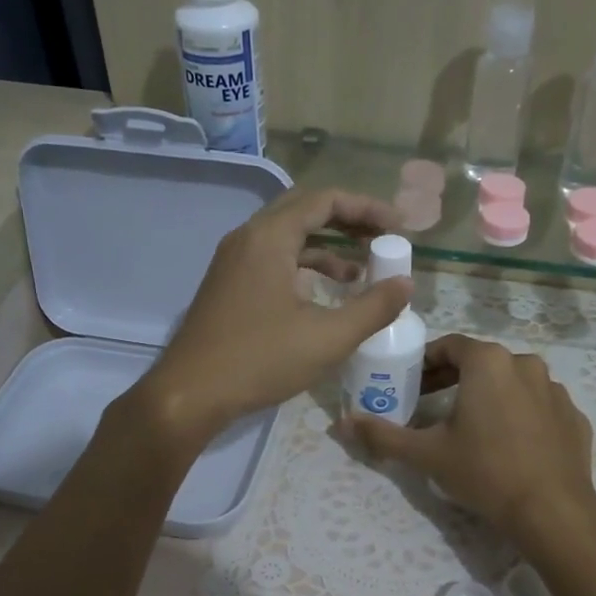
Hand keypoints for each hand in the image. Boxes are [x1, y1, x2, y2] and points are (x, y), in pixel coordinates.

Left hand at [134, 186, 410, 444]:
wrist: (190, 395)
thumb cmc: (259, 360)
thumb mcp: (327, 337)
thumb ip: (373, 308)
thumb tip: (405, 284)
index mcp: (269, 237)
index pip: (325, 201)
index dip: (367, 209)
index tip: (399, 228)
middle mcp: (248, 238)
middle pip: (305, 211)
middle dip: (349, 222)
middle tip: (384, 239)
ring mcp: (233, 263)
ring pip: (288, 238)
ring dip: (327, 248)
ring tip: (363, 272)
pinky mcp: (229, 287)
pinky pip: (273, 261)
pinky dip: (304, 269)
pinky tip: (325, 295)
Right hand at [343, 334, 595, 542]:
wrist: (552, 511)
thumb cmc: (485, 472)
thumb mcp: (427, 454)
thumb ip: (383, 434)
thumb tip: (343, 422)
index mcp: (489, 362)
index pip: (449, 346)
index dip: (425, 363)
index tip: (410, 384)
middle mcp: (526, 364)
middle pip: (481, 362)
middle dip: (453, 379)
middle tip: (430, 405)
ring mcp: (555, 390)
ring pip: (512, 382)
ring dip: (488, 395)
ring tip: (470, 427)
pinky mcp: (574, 416)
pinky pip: (537, 406)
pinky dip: (519, 415)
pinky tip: (509, 444)